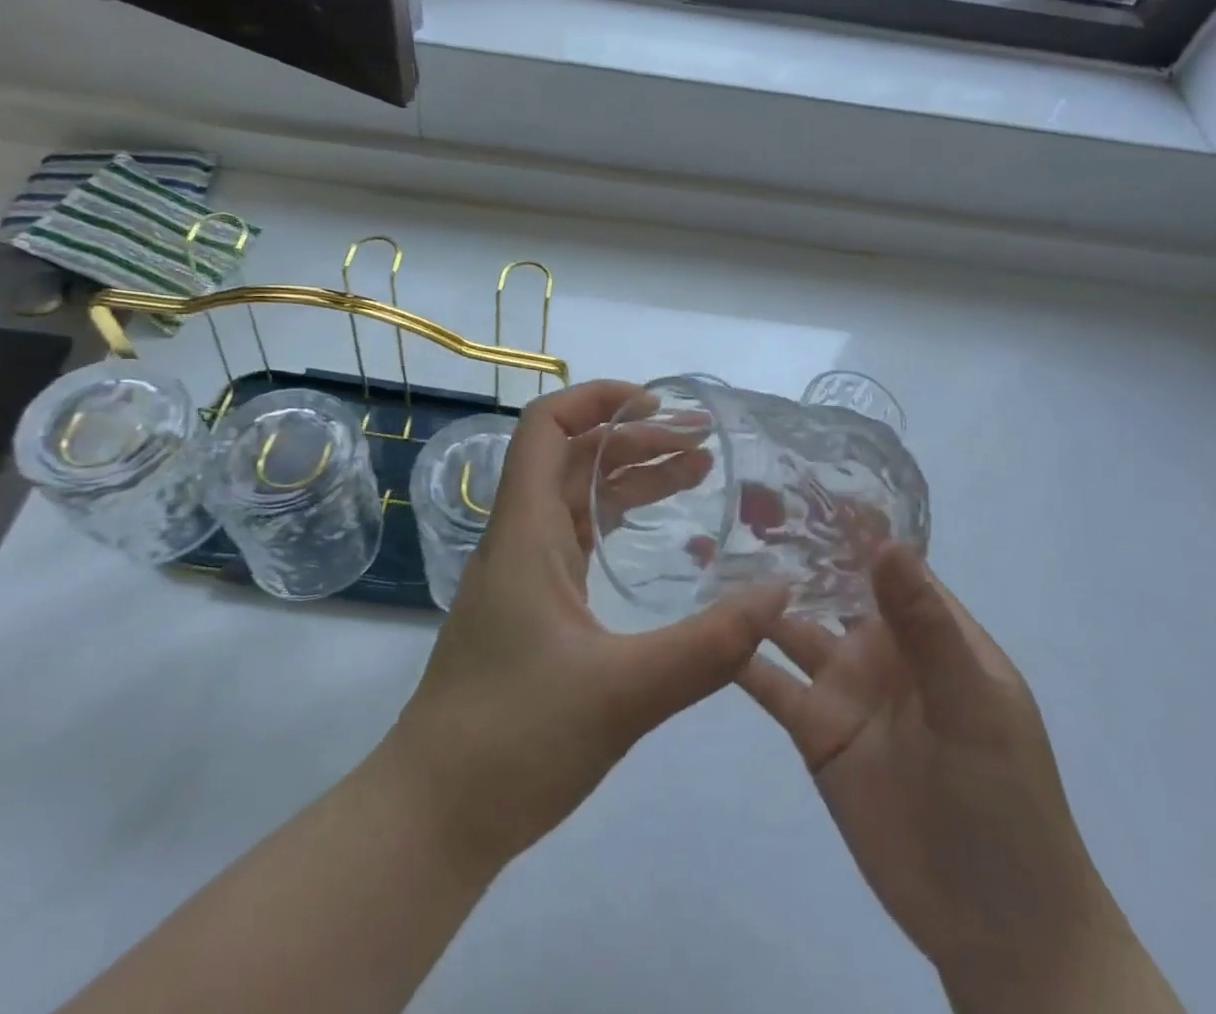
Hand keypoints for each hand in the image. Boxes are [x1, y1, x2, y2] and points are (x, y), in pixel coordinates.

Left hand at [387, 380, 787, 875]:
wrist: (435, 817)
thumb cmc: (514, 739)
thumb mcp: (625, 692)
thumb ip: (709, 645)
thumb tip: (780, 593)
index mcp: (525, 532)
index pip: (546, 428)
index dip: (596, 399)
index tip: (657, 403)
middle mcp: (520, 540)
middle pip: (573, 459)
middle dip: (635, 439)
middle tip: (704, 444)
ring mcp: (524, 575)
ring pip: (578, 501)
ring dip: (632, 479)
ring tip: (699, 473)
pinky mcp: (533, 610)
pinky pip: (579, 543)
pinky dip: (619, 525)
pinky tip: (657, 538)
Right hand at [739, 546, 1181, 1013]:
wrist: (997, 927)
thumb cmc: (1004, 802)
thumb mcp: (971, 706)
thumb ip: (925, 626)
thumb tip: (886, 542)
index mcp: (928, 630)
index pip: (885, 559)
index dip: (848, 521)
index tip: (799, 476)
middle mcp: (880, 647)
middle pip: (830, 583)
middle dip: (792, 546)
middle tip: (733, 502)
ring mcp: (844, 687)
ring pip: (791, 626)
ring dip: (756, 595)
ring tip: (707, 550)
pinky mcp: (814, 730)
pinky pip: (769, 681)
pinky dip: (738, 654)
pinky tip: (701, 624)